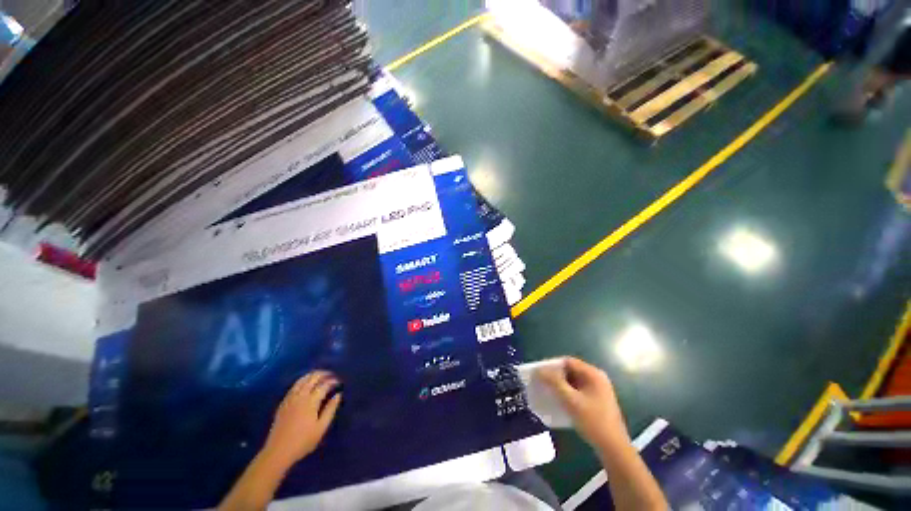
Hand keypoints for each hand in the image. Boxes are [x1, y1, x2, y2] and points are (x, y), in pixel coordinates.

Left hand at [261, 371, 341, 468]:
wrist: (278, 452)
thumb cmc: (303, 441)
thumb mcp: (321, 427)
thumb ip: (330, 409)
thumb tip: (338, 395)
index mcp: (311, 402)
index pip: (324, 385)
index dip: (332, 381)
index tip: (339, 382)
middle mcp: (300, 396)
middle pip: (312, 378)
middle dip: (323, 374)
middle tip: (331, 375)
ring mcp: (290, 399)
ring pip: (302, 380)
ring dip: (312, 375)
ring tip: (319, 375)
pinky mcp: (283, 403)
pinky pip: (293, 386)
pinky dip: (302, 381)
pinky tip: (305, 384)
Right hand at [536, 357, 629, 449]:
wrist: (614, 449)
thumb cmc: (593, 422)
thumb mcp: (571, 401)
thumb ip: (554, 383)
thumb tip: (539, 370)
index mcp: (593, 374)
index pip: (568, 361)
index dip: (552, 365)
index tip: (539, 372)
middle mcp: (596, 378)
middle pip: (570, 370)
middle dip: (555, 375)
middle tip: (540, 381)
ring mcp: (597, 390)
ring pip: (573, 381)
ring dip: (559, 384)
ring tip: (546, 390)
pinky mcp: (596, 400)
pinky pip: (577, 390)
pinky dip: (566, 392)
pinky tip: (557, 400)